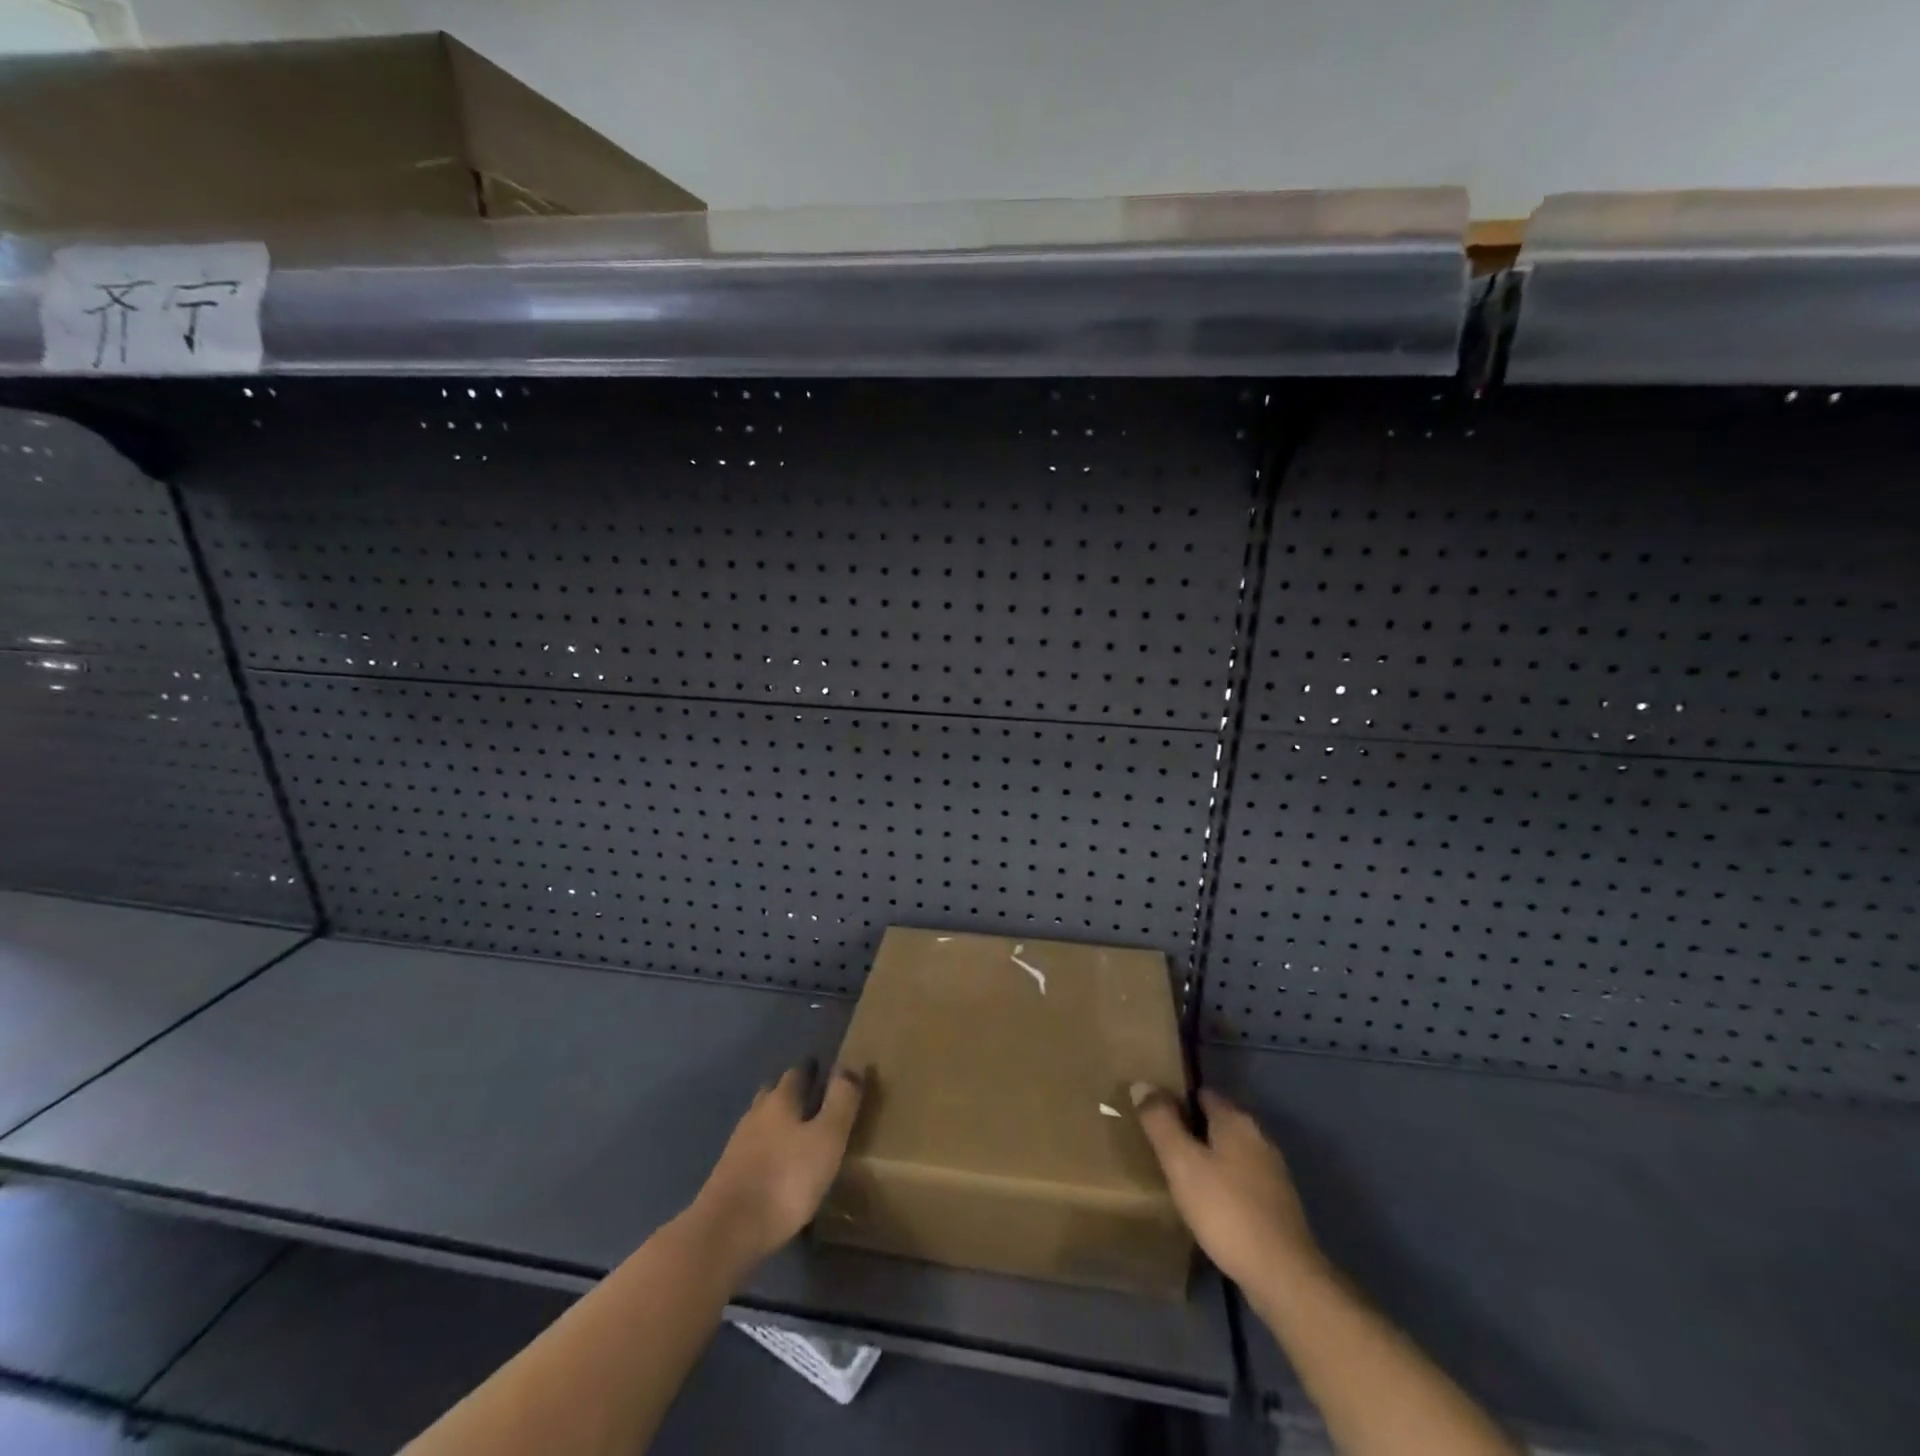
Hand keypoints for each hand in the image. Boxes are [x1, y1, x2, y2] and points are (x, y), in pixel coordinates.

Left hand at [690, 1063, 864, 1272]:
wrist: (727, 1232)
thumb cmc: (786, 1179)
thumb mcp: (826, 1138)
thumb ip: (841, 1101)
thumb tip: (850, 1064)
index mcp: (780, 1101)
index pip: (796, 1073)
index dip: (810, 1069)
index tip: (822, 1066)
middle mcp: (756, 1115)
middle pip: (773, 1094)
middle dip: (790, 1091)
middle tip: (809, 1095)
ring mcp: (738, 1146)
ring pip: (760, 1121)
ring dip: (776, 1120)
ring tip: (795, 1130)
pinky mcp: (728, 1176)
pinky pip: (753, 1150)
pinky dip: (767, 1149)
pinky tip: (776, 1164)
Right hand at [1130, 1083, 1323, 1289]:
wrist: (1283, 1276)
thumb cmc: (1226, 1210)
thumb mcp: (1182, 1163)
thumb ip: (1160, 1122)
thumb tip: (1142, 1084)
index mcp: (1236, 1121)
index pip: (1202, 1094)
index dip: (1177, 1100)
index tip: (1154, 1116)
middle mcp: (1258, 1138)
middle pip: (1218, 1122)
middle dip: (1192, 1130)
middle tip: (1161, 1147)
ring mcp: (1273, 1172)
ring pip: (1231, 1153)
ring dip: (1208, 1159)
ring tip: (1180, 1176)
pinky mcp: (1278, 1205)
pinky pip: (1242, 1180)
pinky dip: (1224, 1184)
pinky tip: (1208, 1204)